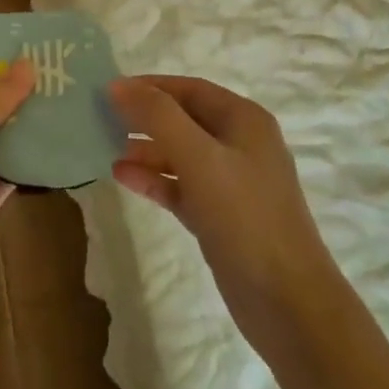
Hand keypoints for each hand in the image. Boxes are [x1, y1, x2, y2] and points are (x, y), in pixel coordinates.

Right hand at [110, 75, 340, 353]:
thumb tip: (118, 85)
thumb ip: (158, 117)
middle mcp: (241, 145)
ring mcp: (232, 183)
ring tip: (105, 147)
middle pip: (184, 119)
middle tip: (100, 119)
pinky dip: (155, 180)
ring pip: (181, 154)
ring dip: (146, 149)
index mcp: (245, 120)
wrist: (288, 302)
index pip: (190, 89)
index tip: (108, 90)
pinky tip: (123, 177)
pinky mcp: (221, 217)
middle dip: (145, 117)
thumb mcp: (199, 157)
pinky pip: (182, 187)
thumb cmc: (245, 217)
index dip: (150, 86)